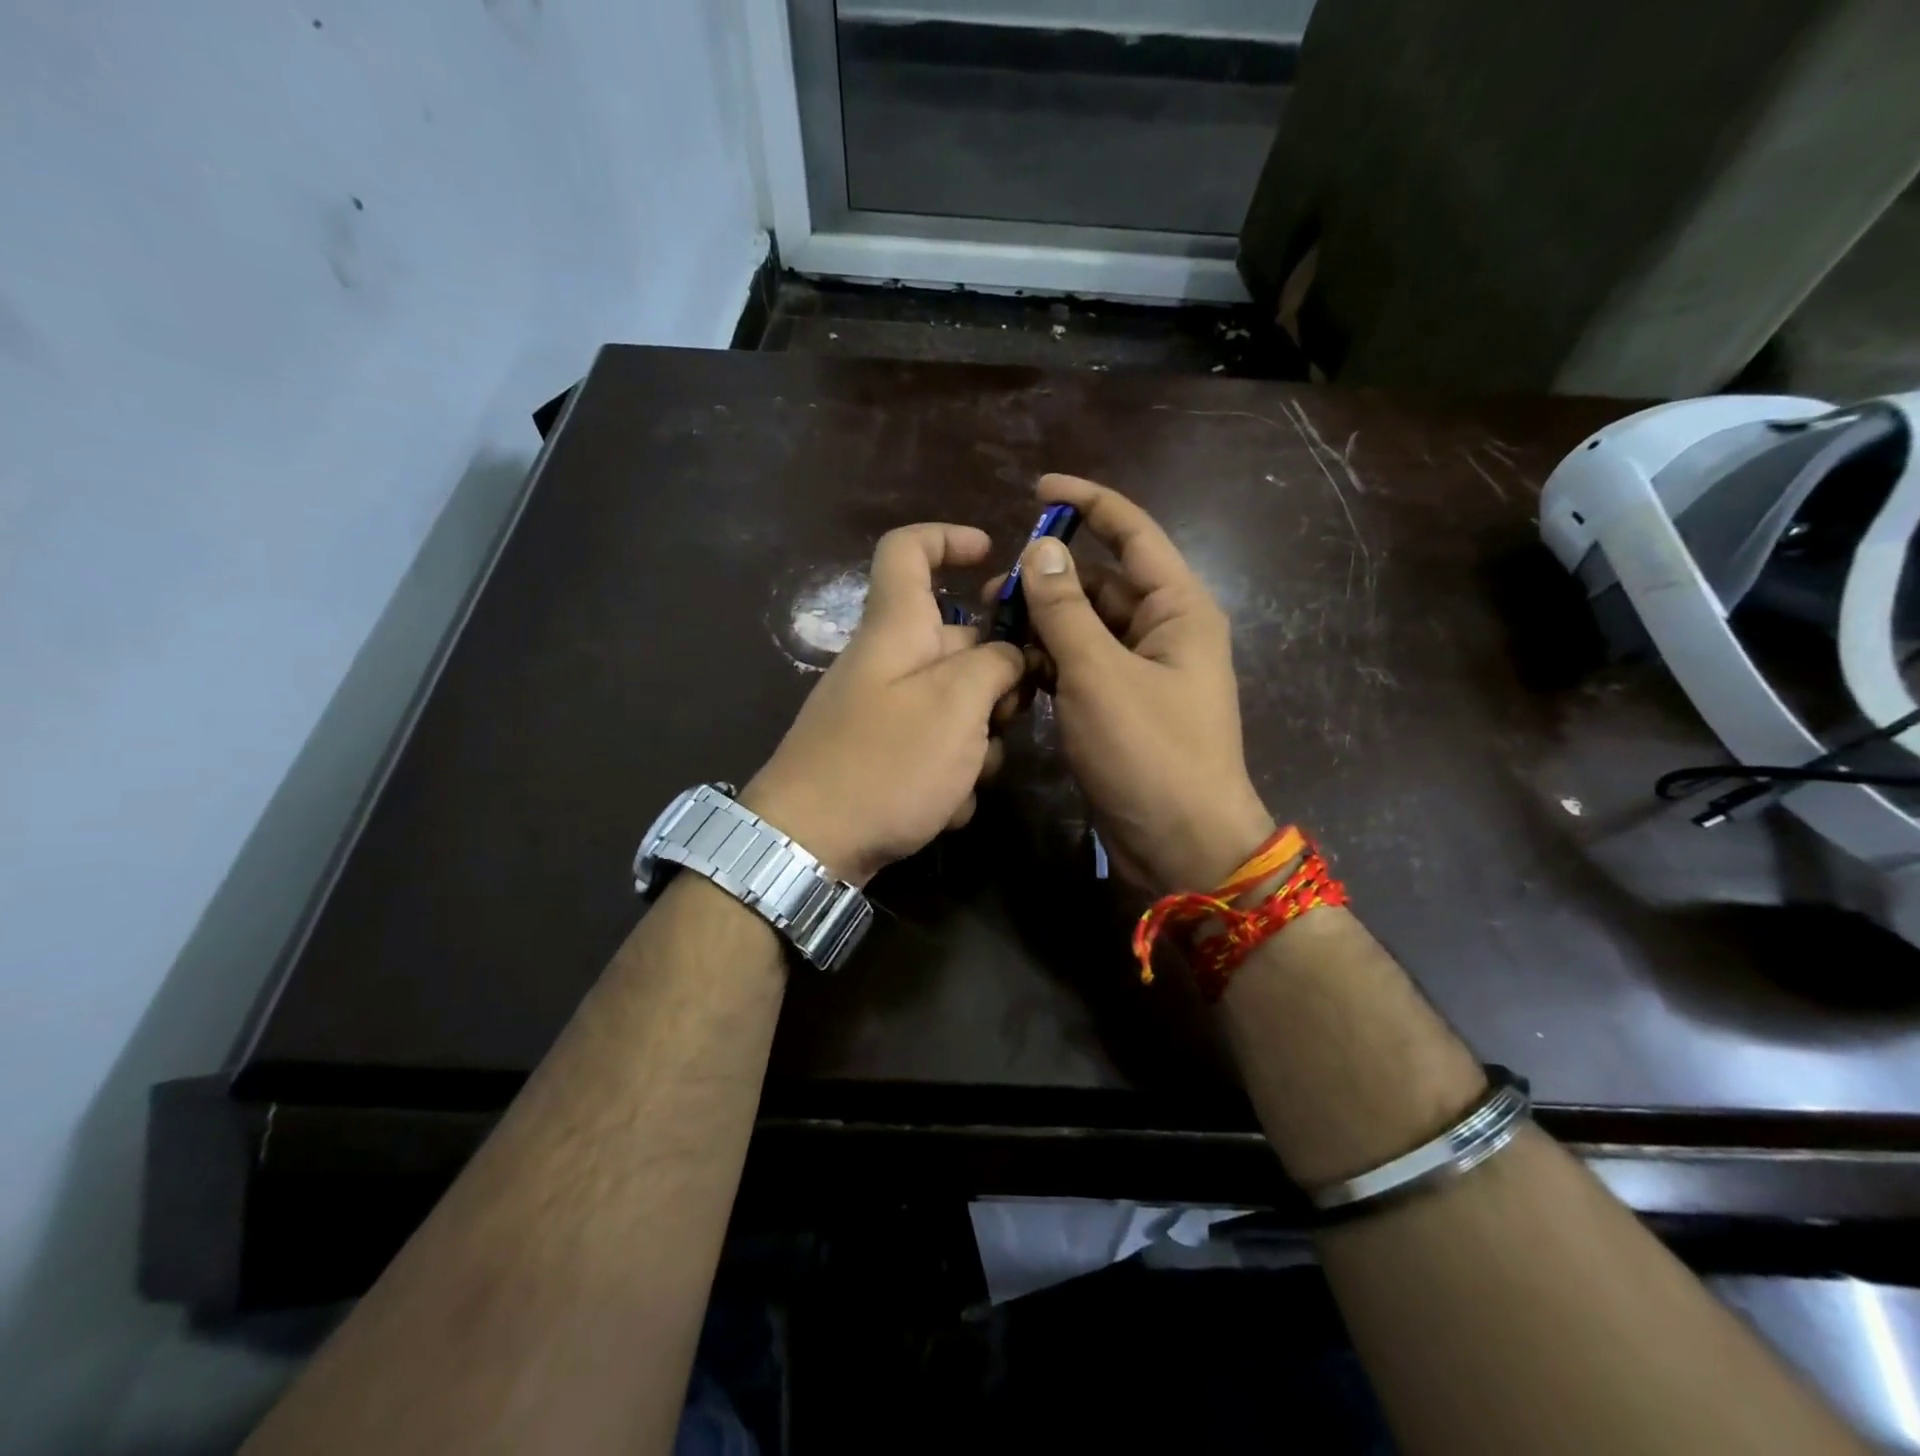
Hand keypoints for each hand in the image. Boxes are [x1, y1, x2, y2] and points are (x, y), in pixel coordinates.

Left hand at [743, 524, 1024, 886]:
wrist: (808, 846)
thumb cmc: (886, 762)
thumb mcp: (957, 705)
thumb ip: (995, 665)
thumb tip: (1010, 655)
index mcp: (897, 630)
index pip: (908, 551)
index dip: (949, 539)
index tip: (992, 555)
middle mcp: (888, 663)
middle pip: (957, 643)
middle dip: (997, 679)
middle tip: (1011, 717)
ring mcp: (885, 714)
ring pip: (956, 706)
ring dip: (977, 742)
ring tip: (969, 778)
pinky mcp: (885, 759)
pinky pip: (936, 750)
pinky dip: (950, 777)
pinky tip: (946, 809)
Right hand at [1006, 475, 1272, 892]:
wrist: (1182, 845)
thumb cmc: (1149, 753)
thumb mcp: (1099, 675)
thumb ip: (1066, 609)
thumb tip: (1041, 548)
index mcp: (1178, 608)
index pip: (1133, 533)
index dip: (1088, 503)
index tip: (1037, 490)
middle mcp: (1164, 630)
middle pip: (1103, 582)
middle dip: (1050, 578)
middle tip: (992, 588)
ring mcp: (1143, 671)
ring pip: (1088, 627)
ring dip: (1045, 622)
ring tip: (992, 626)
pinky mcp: (1122, 705)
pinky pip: (1083, 665)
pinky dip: (1051, 660)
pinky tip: (1012, 665)